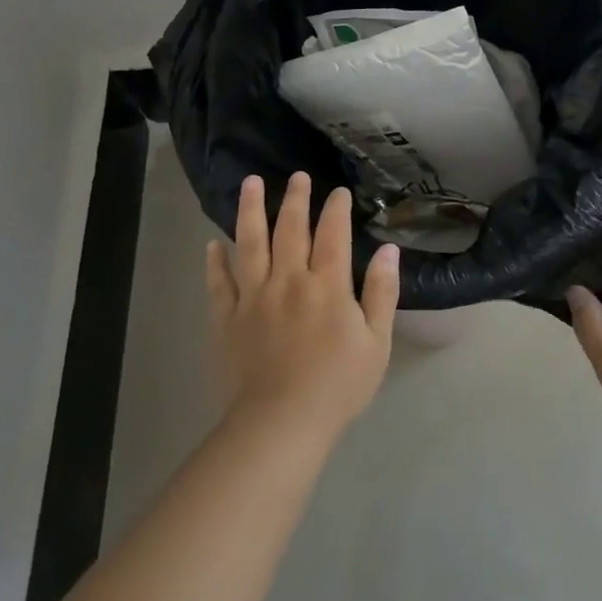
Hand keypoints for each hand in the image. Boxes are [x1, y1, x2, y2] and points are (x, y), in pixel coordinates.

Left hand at [206, 172, 400, 441]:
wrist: (280, 424)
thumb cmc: (337, 386)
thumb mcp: (376, 343)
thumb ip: (382, 293)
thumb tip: (388, 250)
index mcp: (327, 285)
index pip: (333, 234)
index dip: (336, 209)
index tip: (338, 192)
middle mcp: (288, 280)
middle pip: (290, 229)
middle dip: (295, 199)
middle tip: (298, 176)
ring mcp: (253, 297)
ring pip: (250, 243)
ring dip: (251, 210)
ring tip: (250, 183)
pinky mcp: (227, 318)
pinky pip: (219, 283)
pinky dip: (215, 262)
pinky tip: (212, 244)